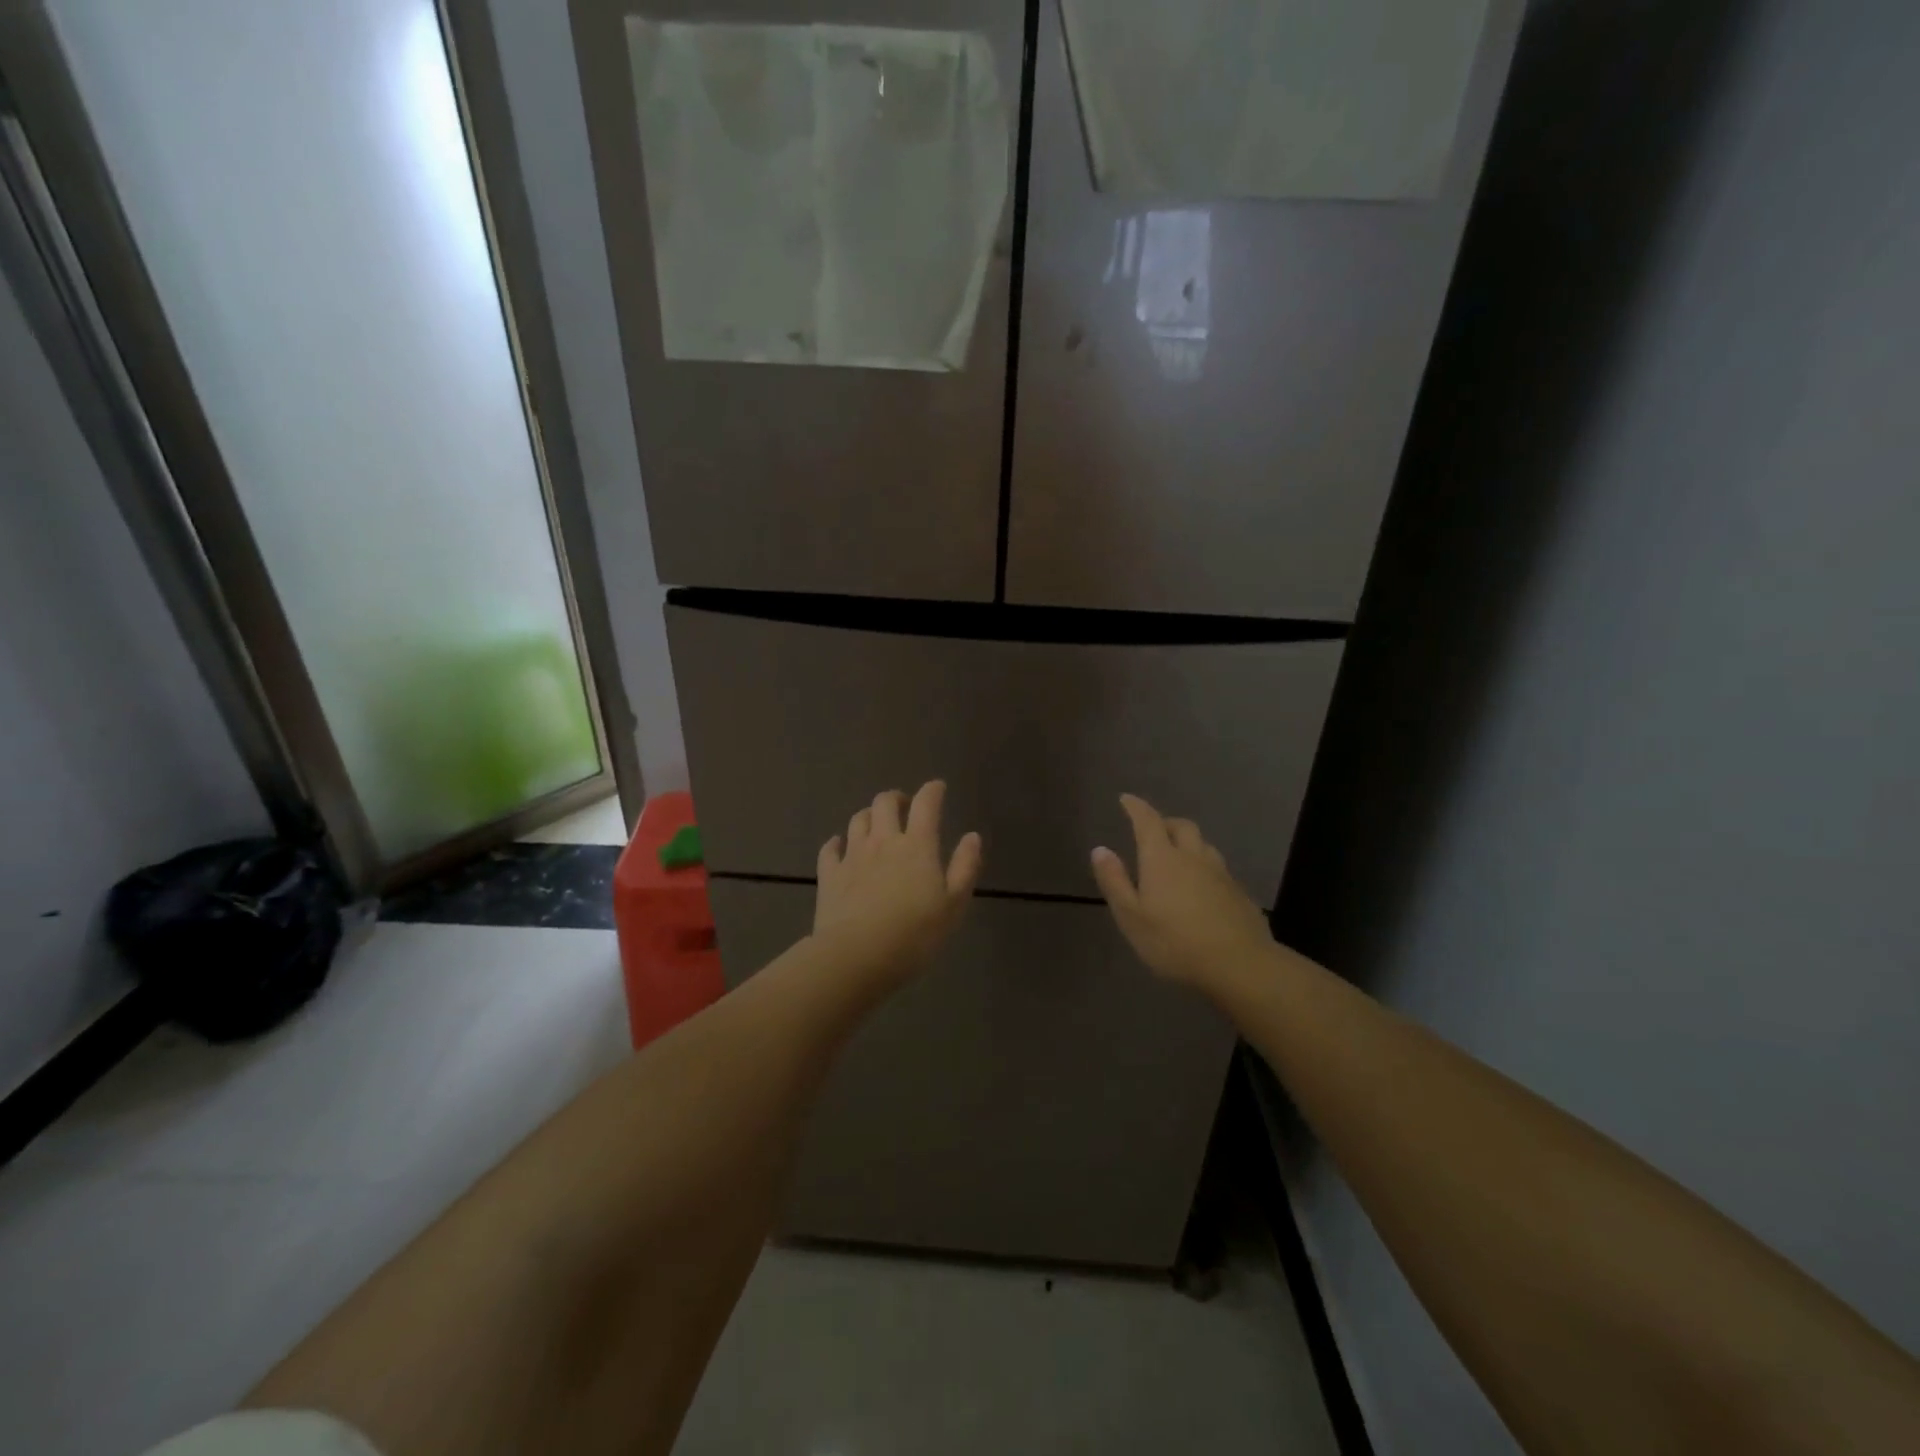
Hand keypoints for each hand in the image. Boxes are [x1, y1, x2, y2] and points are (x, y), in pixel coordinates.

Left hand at [814, 782, 981, 988]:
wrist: (856, 957)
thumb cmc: (914, 934)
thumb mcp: (953, 905)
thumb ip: (964, 867)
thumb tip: (972, 836)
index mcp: (917, 846)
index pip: (926, 804)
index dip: (932, 790)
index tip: (938, 787)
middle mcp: (883, 841)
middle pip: (885, 803)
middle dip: (896, 798)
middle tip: (904, 806)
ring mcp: (852, 856)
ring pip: (857, 820)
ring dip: (868, 816)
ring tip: (875, 824)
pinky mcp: (829, 874)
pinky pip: (830, 848)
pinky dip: (837, 843)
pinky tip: (840, 846)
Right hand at [1090, 795, 1274, 993]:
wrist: (1240, 965)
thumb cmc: (1175, 942)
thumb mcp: (1132, 917)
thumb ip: (1115, 881)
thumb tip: (1100, 849)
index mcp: (1163, 859)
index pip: (1148, 821)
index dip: (1136, 807)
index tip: (1126, 799)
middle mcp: (1193, 857)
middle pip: (1182, 826)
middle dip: (1165, 822)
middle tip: (1153, 831)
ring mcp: (1221, 874)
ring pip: (1204, 845)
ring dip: (1188, 843)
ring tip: (1178, 856)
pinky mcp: (1239, 893)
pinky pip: (1218, 868)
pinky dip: (1204, 867)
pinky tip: (1202, 887)